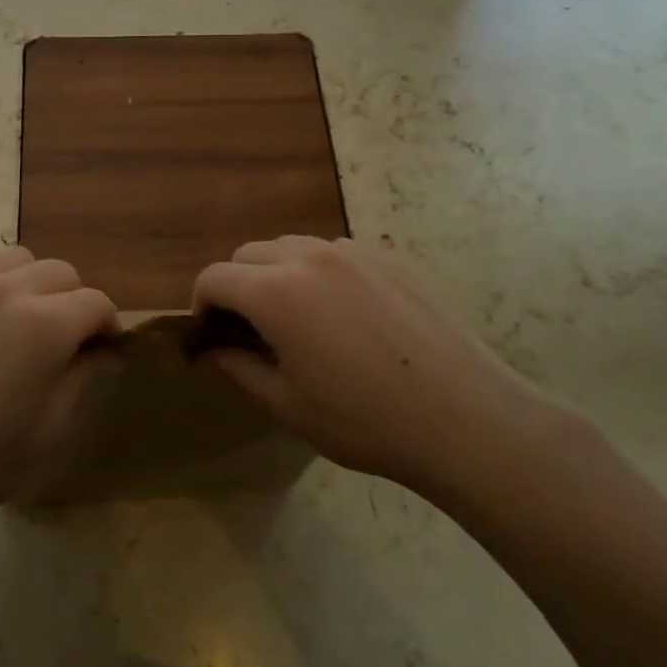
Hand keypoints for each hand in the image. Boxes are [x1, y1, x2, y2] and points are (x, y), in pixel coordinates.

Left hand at [0, 247, 116, 547]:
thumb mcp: (52, 432)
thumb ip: (86, 378)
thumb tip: (103, 351)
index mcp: (43, 325)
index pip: (96, 303)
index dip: (107, 327)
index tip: (102, 352)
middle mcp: (4, 290)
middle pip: (61, 272)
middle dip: (74, 302)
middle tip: (63, 343)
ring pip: (18, 261)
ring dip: (34, 286)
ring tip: (21, 326)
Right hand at [192, 237, 546, 502]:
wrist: (464, 417)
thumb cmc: (365, 420)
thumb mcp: (288, 405)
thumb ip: (237, 368)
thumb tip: (208, 349)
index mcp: (275, 291)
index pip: (214, 277)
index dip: (202, 305)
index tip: (211, 336)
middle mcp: (308, 257)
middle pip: (248, 253)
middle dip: (236, 286)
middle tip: (251, 331)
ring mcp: (352, 252)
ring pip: (291, 246)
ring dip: (276, 273)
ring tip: (297, 319)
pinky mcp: (388, 257)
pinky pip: (333, 252)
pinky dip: (317, 271)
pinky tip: (343, 313)